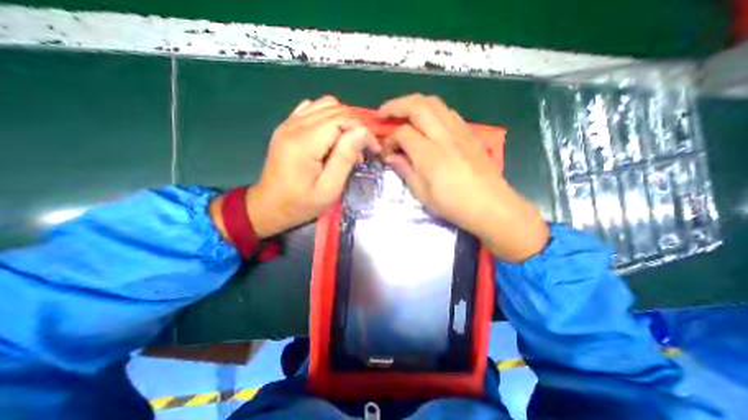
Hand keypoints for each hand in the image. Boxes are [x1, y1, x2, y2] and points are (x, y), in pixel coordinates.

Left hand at [210, 96, 380, 238]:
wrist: (268, 206)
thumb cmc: (300, 204)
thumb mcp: (328, 189)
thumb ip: (344, 158)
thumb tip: (362, 133)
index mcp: (305, 142)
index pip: (343, 120)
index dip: (363, 131)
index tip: (374, 149)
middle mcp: (295, 125)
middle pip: (336, 109)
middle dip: (356, 125)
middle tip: (364, 148)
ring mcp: (288, 123)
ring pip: (325, 105)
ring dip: (343, 120)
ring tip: (349, 142)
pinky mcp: (287, 126)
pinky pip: (312, 108)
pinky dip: (328, 117)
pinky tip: (331, 135)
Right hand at [380, 93, 546, 261]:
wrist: (491, 205)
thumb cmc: (453, 204)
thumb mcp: (422, 193)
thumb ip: (405, 170)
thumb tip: (391, 157)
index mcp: (428, 153)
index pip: (402, 133)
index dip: (389, 140)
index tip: (385, 152)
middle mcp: (443, 135)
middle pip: (417, 106)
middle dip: (395, 105)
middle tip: (383, 113)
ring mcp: (459, 132)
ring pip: (434, 103)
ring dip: (414, 103)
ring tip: (403, 113)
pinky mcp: (469, 134)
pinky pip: (448, 112)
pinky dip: (432, 111)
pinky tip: (427, 122)